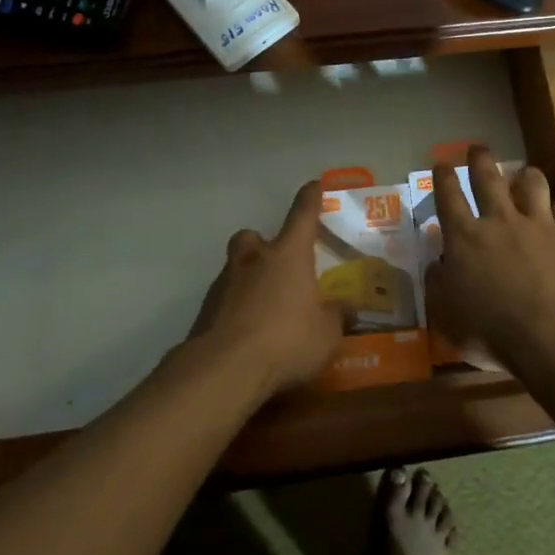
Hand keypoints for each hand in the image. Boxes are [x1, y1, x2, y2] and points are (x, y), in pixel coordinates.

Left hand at [193, 180, 343, 396]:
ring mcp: (225, 283)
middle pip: (254, 237)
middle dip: (264, 244)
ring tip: (265, 306)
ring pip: (236, 267)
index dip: (310, 198)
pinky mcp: (205, 310)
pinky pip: (224, 299)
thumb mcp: (326, 334)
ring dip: (249, 278)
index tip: (314, 185)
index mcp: (288, 254)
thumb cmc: (286, 340)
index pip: (302, 215)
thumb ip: (337, 317)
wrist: (224, 369)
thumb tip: (348, 309)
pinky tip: (246, 332)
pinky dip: (235, 308)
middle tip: (277, 264)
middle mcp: (254, 259)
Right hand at [425, 147, 554, 372]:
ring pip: (532, 184)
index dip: (443, 178)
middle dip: (480, 159)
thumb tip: (435, 264)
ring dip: (527, 176)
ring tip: (526, 174)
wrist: (550, 334)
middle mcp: (500, 221)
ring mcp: (538, 225)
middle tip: (478, 148)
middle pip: (489, 178)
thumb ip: (437, 285)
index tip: (441, 164)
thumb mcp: (446, 316)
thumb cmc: (490, 330)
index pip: (448, 197)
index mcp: (465, 238)